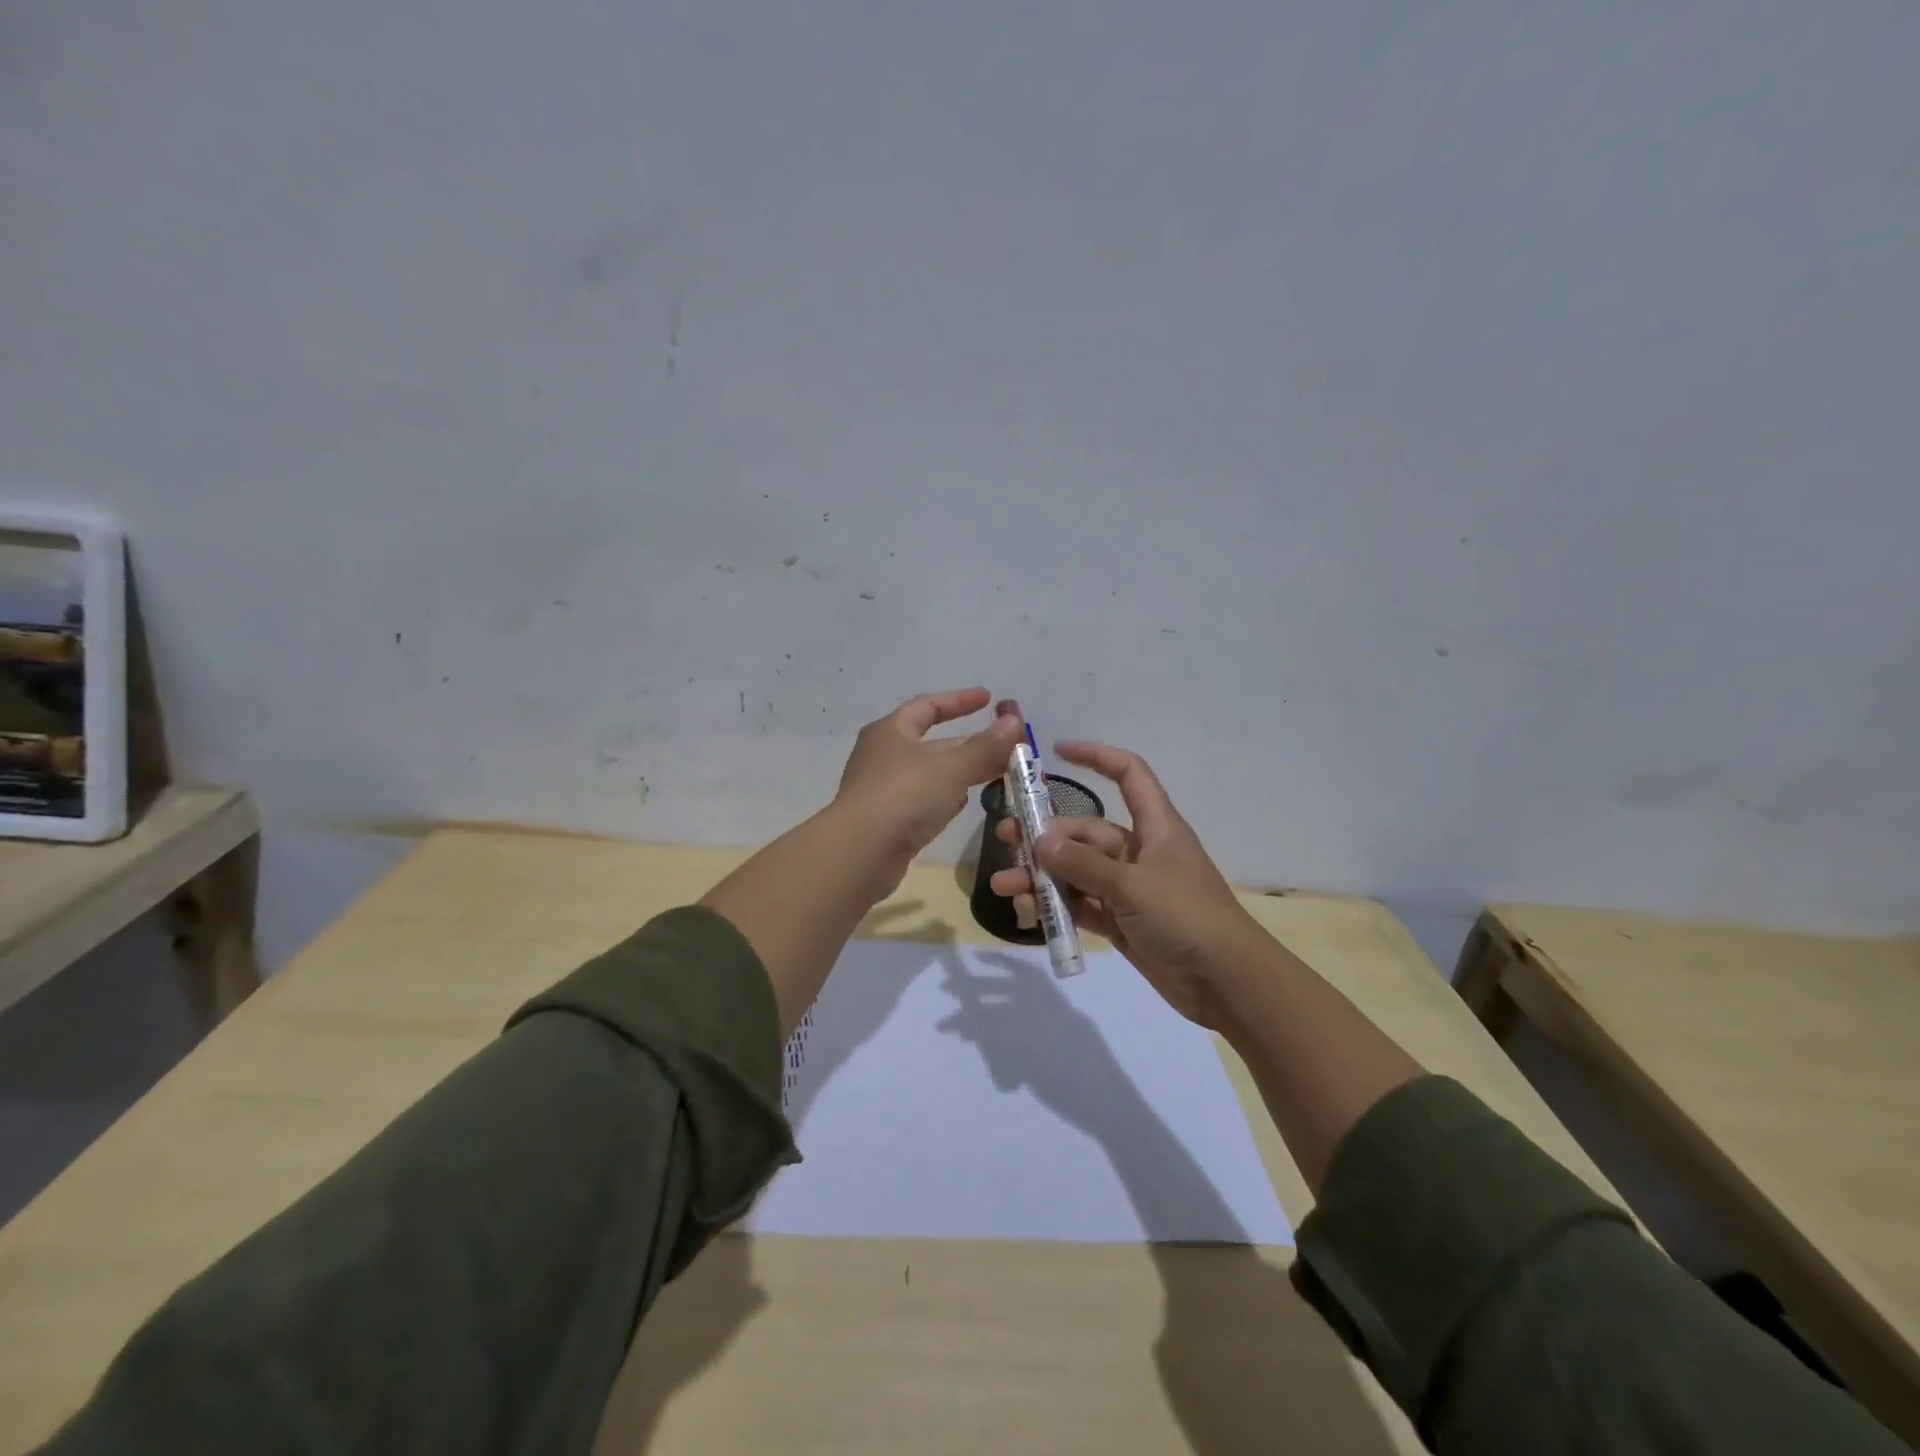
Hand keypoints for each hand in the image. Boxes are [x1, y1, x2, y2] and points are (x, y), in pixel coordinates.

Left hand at [833, 688, 1023, 880]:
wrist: (860, 854)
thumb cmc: (904, 796)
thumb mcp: (951, 767)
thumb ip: (985, 746)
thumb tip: (1014, 721)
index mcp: (891, 731)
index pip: (927, 705)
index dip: (959, 700)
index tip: (989, 699)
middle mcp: (883, 756)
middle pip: (932, 742)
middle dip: (968, 743)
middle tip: (1004, 746)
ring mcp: (883, 790)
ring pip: (930, 774)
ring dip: (960, 772)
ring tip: (994, 773)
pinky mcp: (887, 821)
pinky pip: (923, 801)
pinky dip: (945, 798)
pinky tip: (964, 804)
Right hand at [990, 742, 1266, 1028]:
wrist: (1227, 983)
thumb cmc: (1185, 917)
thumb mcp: (1132, 885)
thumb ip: (1083, 864)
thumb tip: (1040, 840)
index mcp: (1155, 826)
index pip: (1128, 774)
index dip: (1097, 756)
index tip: (1057, 751)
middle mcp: (1139, 851)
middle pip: (1086, 831)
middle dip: (1045, 835)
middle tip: (1006, 839)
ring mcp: (1128, 889)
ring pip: (1077, 872)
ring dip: (1042, 876)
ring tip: (1004, 886)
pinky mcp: (1121, 922)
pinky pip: (1081, 905)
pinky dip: (1055, 907)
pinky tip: (1026, 912)